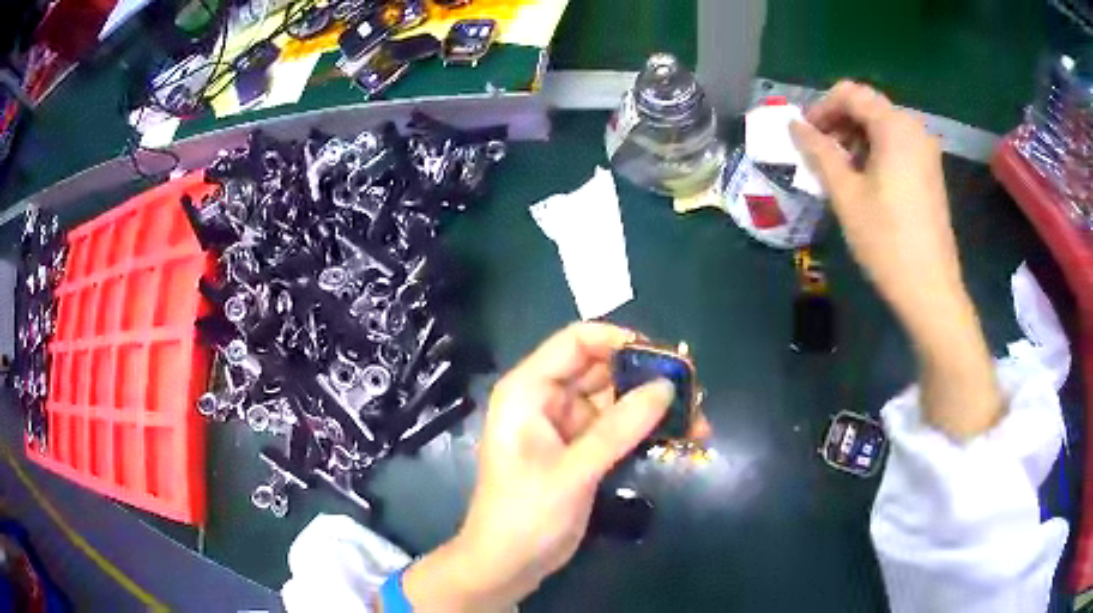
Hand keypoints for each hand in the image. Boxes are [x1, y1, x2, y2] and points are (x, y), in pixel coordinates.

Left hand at [402, 323, 685, 610]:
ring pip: (617, 400)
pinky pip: (619, 429)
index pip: (576, 341)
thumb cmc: (525, 515)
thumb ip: (619, 428)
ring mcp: (567, 427)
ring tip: (697, 419)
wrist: (508, 565)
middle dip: (647, 378)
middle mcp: (547, 400)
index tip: (664, 358)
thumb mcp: (573, 470)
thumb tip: (666, 387)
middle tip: (694, 391)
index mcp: (529, 390)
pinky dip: (646, 431)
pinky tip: (680, 437)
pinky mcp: (583, 451)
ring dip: (654, 407)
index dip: (620, 341)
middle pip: (603, 369)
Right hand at [790, 81, 1001, 439]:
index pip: (851, 93)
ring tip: (838, 170)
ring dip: (854, 139)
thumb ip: (819, 152)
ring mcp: (926, 152)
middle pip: (868, 107)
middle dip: (838, 122)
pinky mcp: (930, 173)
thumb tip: (795, 126)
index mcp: (895, 126)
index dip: (821, 107)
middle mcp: (914, 129)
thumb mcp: (846, 194)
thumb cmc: (887, 240)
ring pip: (882, 127)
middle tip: (818, 153)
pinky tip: (864, 181)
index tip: (805, 135)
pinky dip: (874, 152)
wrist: (930, 290)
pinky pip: (896, 146)